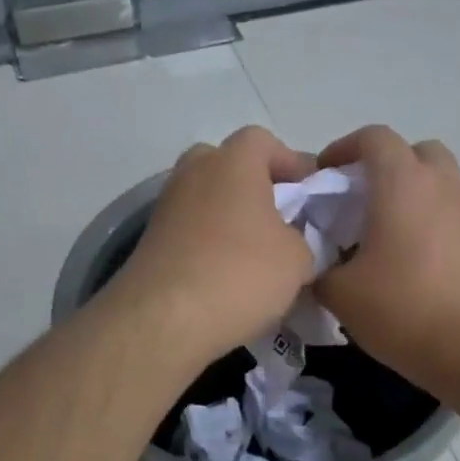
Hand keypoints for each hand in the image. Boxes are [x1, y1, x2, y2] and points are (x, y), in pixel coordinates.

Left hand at [112, 126, 317, 366]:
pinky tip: (224, 274)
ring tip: (253, 252)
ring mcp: (167, 205)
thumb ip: (301, 239)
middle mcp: (194, 172)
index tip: (309, 193)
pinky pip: (189, 228)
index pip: (263, 141)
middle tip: (276, 218)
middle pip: (227, 164)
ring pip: (205, 197)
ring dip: (229, 216)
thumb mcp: (298, 259)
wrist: (163, 319)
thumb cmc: (240, 274)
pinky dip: (207, 242)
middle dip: (253, 185)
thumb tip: (289, 242)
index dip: (290, 162)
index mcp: (233, 162)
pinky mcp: (150, 239)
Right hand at [313, 126, 459, 389]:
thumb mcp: (340, 293)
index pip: (373, 138)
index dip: (342, 148)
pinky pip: (447, 211)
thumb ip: (316, 269)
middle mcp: (439, 184)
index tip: (322, 176)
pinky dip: (425, 218)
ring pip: (435, 181)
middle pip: (413, 152)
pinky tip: (405, 257)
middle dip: (383, 165)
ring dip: (407, 192)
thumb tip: (312, 266)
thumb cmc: (404, 307)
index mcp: (402, 182)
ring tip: (379, 230)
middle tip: (357, 198)